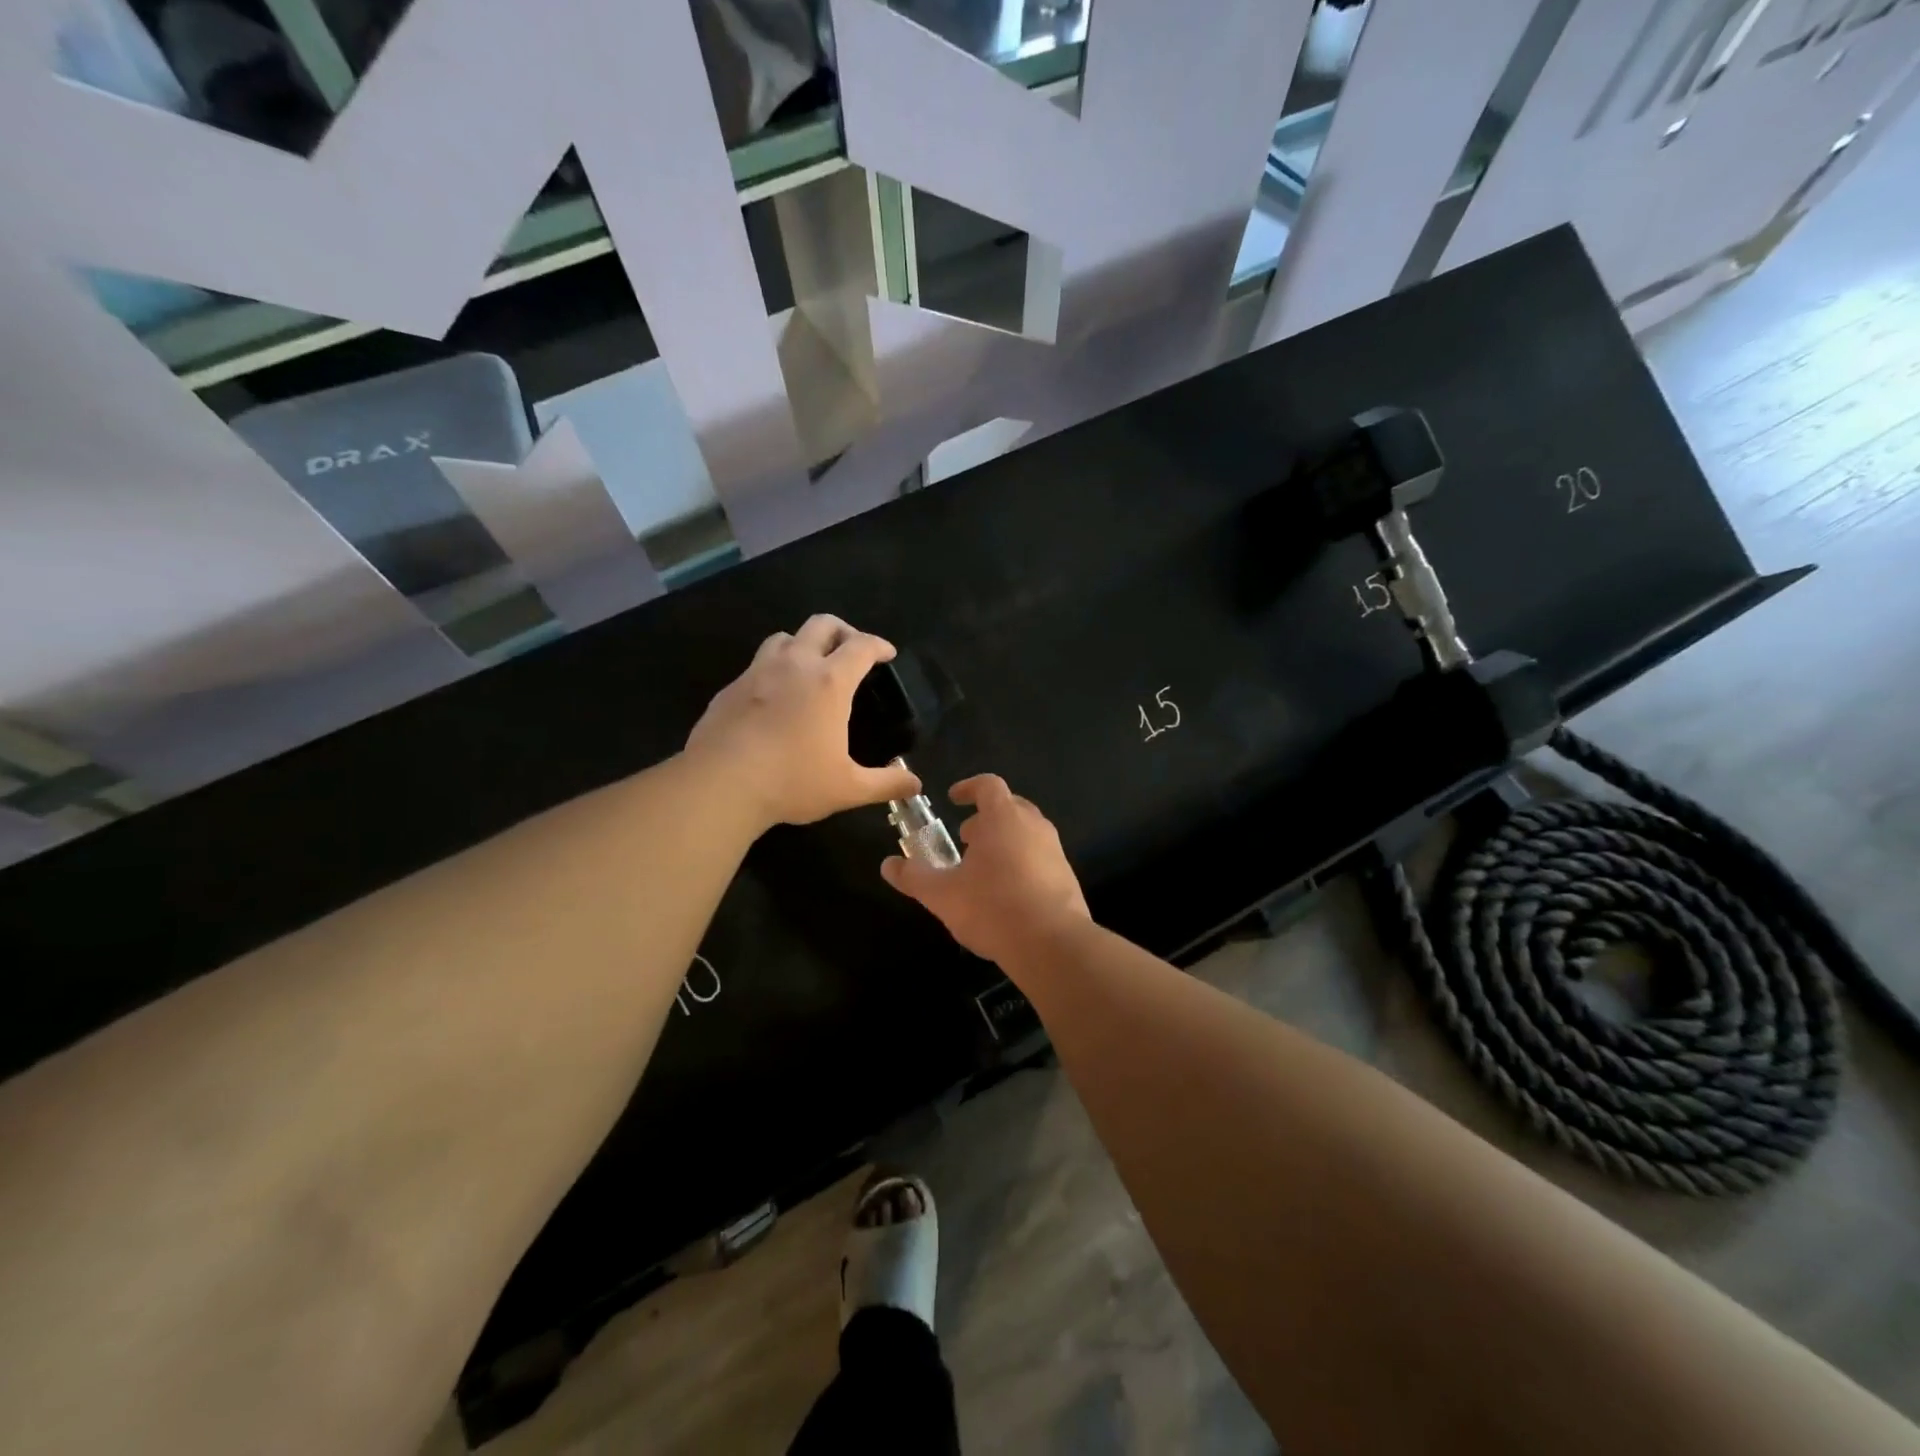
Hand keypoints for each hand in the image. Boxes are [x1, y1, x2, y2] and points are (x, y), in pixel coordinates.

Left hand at [687, 615, 919, 827]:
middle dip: (843, 631)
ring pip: (784, 637)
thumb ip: (886, 784)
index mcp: (829, 682)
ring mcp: (757, 672)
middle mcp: (794, 665)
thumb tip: (915, 785)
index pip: (861, 646)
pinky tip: (774, 698)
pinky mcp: (729, 689)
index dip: (879, 645)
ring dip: (803, 643)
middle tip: (851, 651)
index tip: (887, 654)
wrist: (720, 784)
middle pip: (822, 624)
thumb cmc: (792, 781)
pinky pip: (756, 665)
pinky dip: (773, 670)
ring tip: (810, 667)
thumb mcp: (848, 788)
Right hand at [881, 774, 1089, 965]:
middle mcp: (1034, 826)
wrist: (1052, 944)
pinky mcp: (1067, 876)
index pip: (988, 785)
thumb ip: (914, 877)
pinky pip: (1040, 858)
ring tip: (983, 868)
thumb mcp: (942, 894)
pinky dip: (1021, 863)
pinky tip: (1007, 893)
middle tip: (966, 838)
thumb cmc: (992, 907)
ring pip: (1027, 833)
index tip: (954, 799)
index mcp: (1004, 818)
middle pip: (1010, 806)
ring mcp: (1055, 851)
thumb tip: (888, 865)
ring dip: (1004, 841)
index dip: (969, 788)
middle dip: (986, 818)